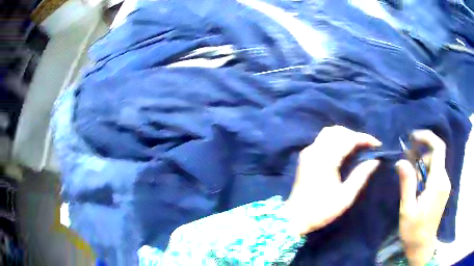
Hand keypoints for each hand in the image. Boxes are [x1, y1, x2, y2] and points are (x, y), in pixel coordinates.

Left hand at [283, 125, 380, 235]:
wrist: (295, 218)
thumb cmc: (322, 210)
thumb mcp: (345, 197)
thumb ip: (361, 175)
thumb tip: (375, 160)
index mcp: (326, 160)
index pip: (348, 139)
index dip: (364, 139)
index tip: (377, 145)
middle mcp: (315, 151)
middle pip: (337, 131)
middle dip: (355, 135)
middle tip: (367, 147)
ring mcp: (308, 152)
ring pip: (329, 133)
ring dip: (345, 135)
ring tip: (357, 147)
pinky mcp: (305, 156)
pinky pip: (322, 140)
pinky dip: (335, 140)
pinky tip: (343, 150)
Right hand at [397, 130, 450, 265]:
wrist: (422, 246)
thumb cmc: (414, 231)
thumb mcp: (407, 209)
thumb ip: (407, 183)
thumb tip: (401, 160)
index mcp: (438, 183)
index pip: (438, 148)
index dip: (427, 137)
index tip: (413, 137)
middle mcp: (444, 180)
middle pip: (435, 156)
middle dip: (420, 158)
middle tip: (407, 170)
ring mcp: (445, 185)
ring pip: (435, 165)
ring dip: (422, 168)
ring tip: (411, 186)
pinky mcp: (442, 190)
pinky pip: (436, 173)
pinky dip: (426, 174)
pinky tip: (418, 188)